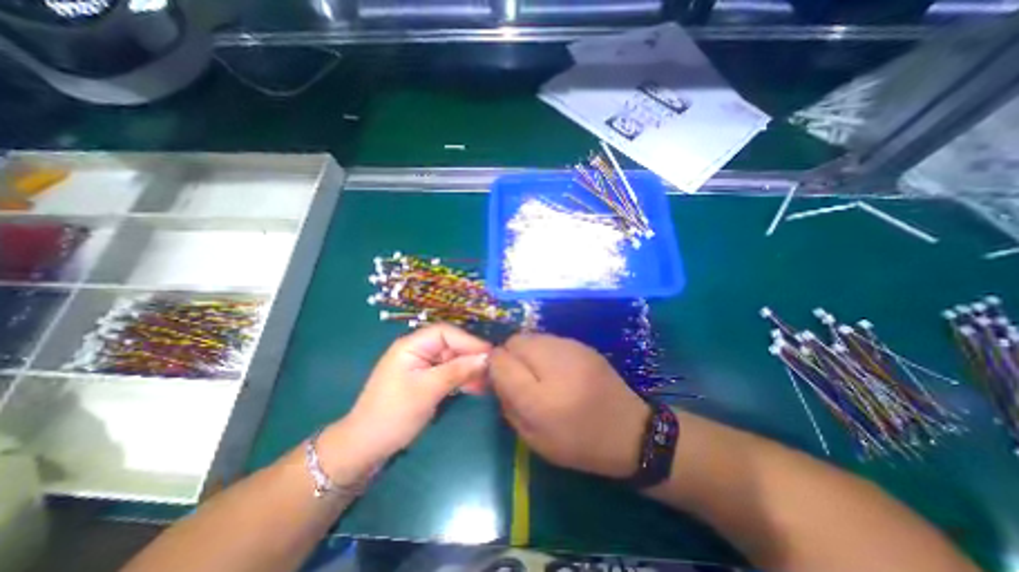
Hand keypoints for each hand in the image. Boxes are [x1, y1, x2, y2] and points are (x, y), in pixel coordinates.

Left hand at [321, 323, 489, 474]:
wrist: (366, 448)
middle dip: (472, 356)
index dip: (469, 341)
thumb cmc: (393, 414)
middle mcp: (418, 350)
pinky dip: (462, 379)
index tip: (490, 354)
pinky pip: (449, 373)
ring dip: (470, 369)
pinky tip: (478, 387)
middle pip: (452, 345)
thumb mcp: (427, 390)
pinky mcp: (426, 379)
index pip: (446, 333)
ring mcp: (423, 365)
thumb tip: (487, 358)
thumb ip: (458, 371)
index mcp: (412, 345)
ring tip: (489, 381)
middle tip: (494, 370)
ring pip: (453, 360)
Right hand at [489, 333, 647, 480]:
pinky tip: (557, 369)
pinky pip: (549, 339)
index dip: (493, 366)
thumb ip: (507, 403)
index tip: (499, 378)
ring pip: (532, 336)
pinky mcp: (582, 344)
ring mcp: (571, 348)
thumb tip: (492, 374)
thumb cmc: (579, 443)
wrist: (631, 432)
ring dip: (526, 352)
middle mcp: (554, 363)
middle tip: (520, 377)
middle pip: (515, 341)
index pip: (500, 360)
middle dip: (510, 356)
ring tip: (539, 374)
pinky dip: (543, 350)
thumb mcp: (534, 437)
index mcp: (539, 397)